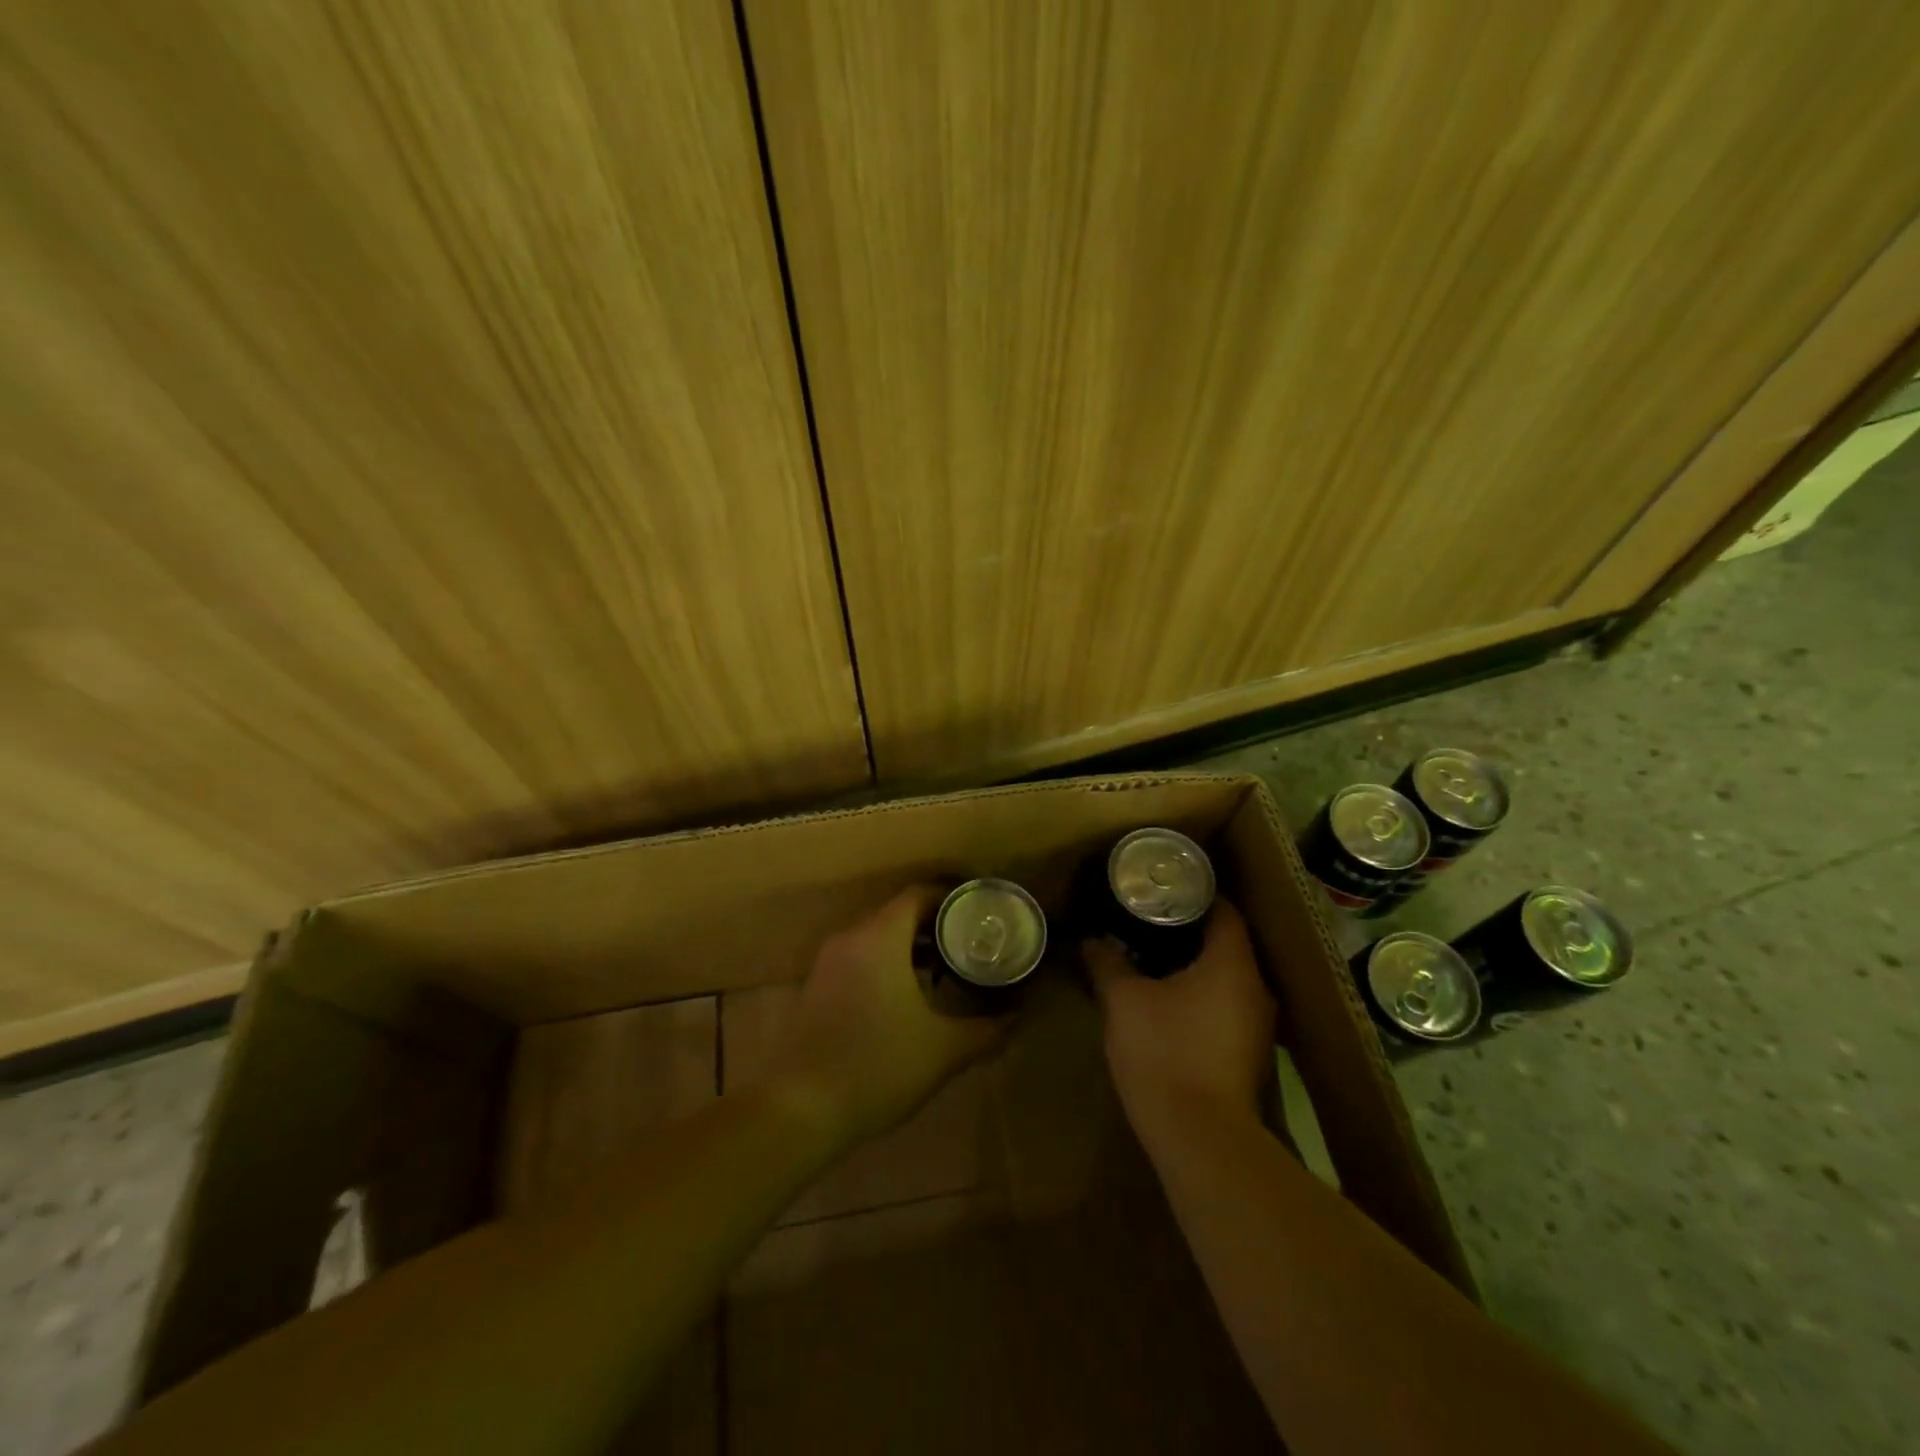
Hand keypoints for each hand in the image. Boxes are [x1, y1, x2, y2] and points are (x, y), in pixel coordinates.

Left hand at [764, 884, 1008, 1147]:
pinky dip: (886, 961)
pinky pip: (859, 956)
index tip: (980, 913)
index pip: (919, 895)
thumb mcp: (943, 1050)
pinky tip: (905, 995)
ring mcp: (828, 961)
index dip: (952, 898)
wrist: (801, 1108)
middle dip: (935, 924)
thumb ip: (986, 1030)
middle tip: (970, 942)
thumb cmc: (878, 1066)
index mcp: (880, 938)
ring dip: (909, 945)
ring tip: (944, 969)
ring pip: (876, 935)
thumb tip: (1019, 1016)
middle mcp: (851, 938)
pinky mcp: (816, 985)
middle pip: (898, 912)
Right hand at [1082, 898, 1277, 1140]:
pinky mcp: (1249, 1054)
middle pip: (1227, 943)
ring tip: (1153, 957)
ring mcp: (1258, 1025)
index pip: (1224, 911)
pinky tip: (1169, 1001)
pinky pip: (1226, 1006)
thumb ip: (1108, 964)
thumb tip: (1092, 941)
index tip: (1163, 890)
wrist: (1200, 1139)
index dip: (1195, 895)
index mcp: (1232, 963)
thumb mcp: (1124, 1001)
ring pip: (1227, 977)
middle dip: (1189, 930)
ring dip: (1195, 965)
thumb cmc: (1164, 1052)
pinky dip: (1201, 995)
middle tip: (1149, 920)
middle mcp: (1256, 988)